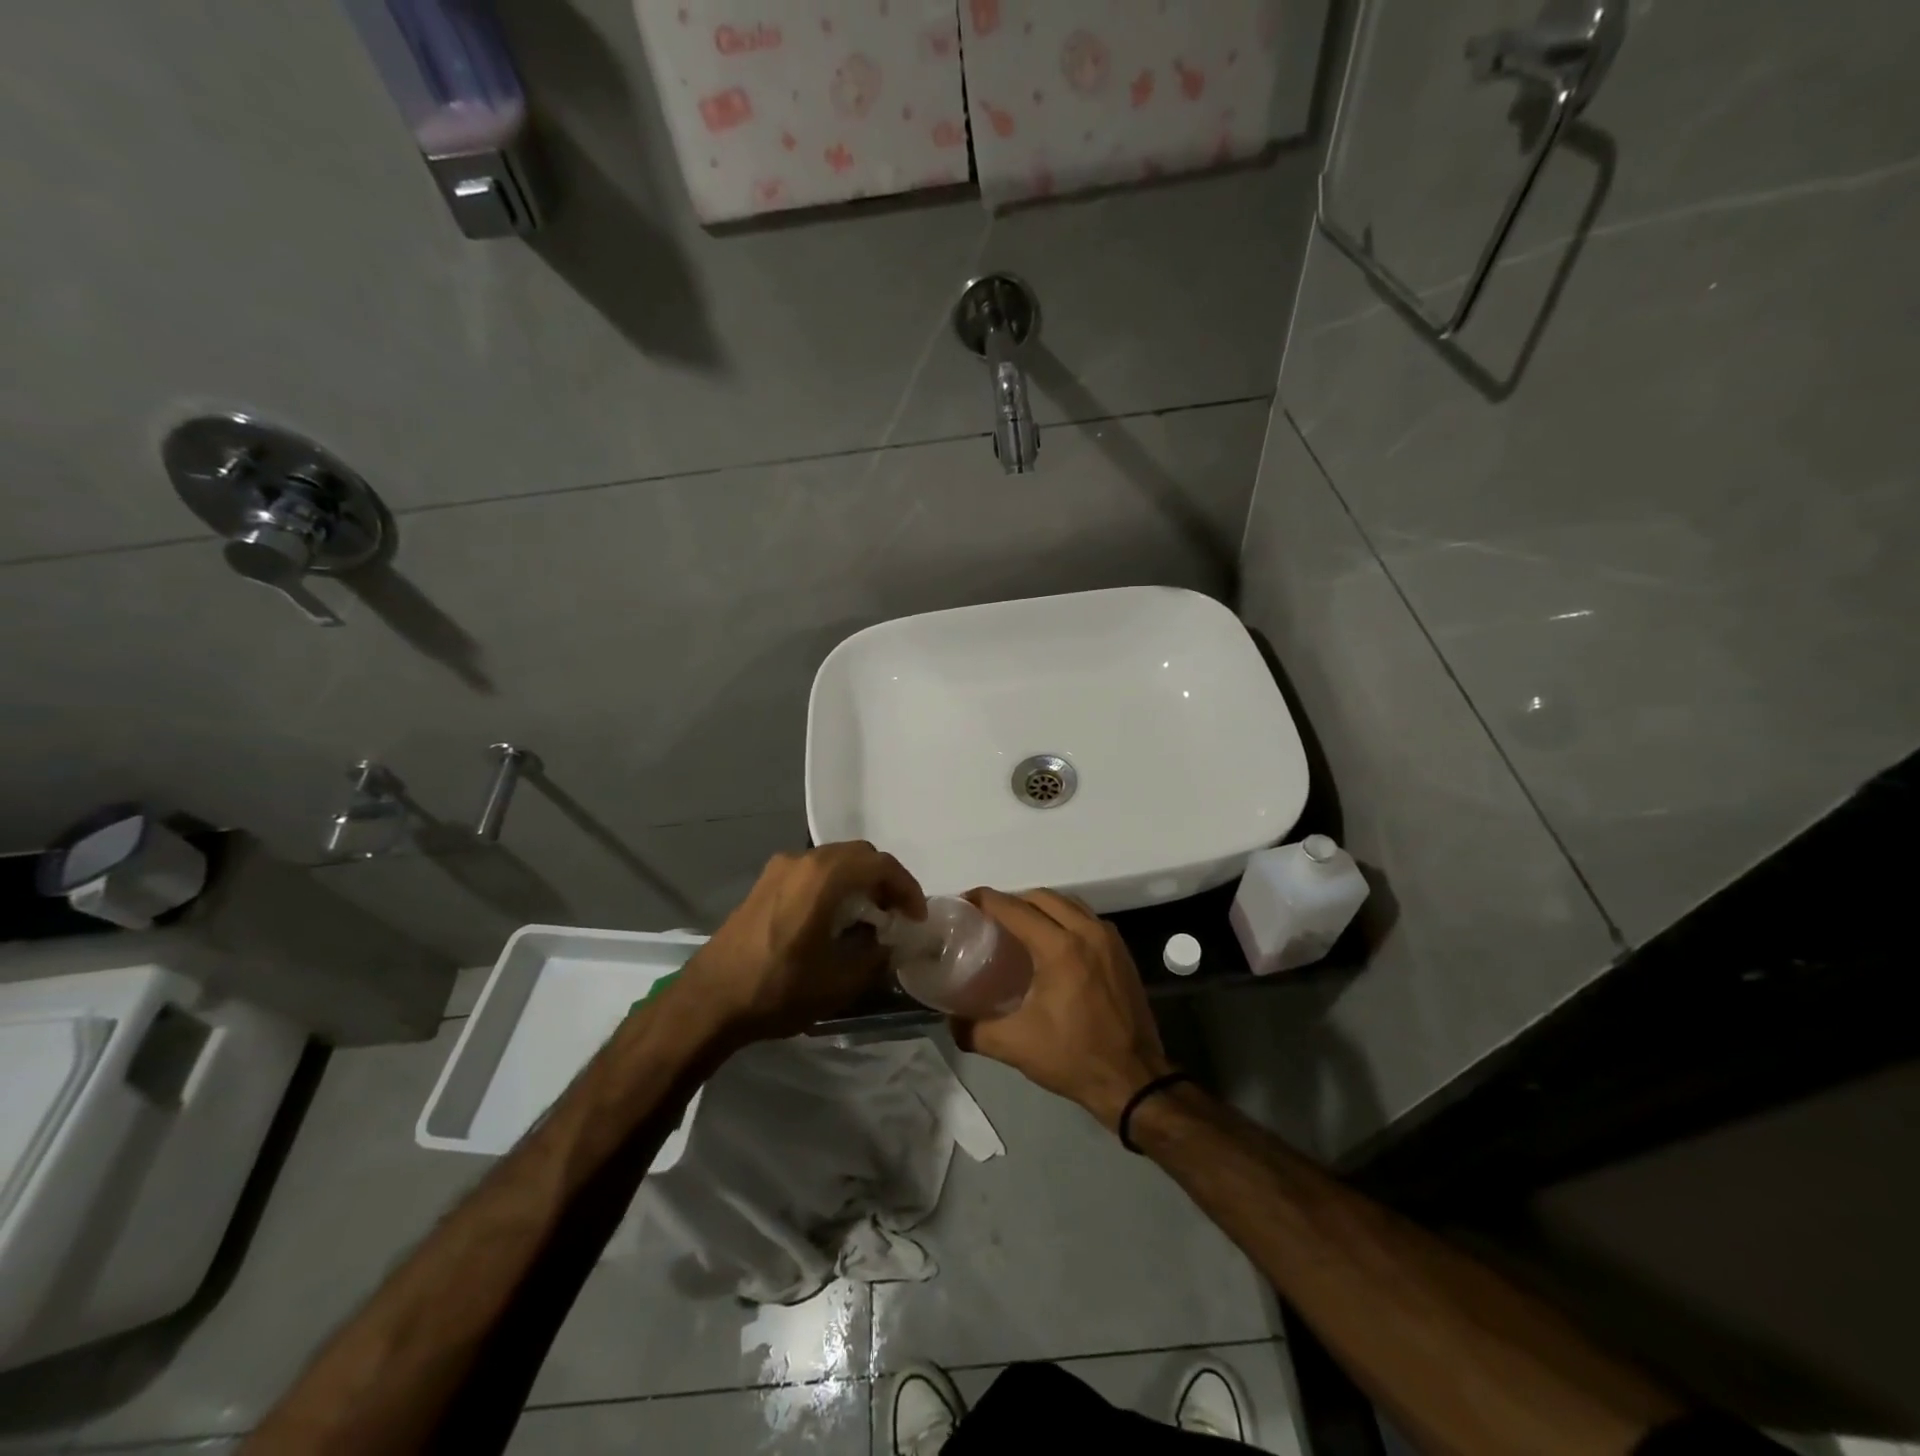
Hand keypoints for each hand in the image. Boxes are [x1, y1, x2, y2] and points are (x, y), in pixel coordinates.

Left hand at [677, 840, 925, 1044]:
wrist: (708, 1001)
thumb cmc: (779, 988)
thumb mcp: (840, 981)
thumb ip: (876, 956)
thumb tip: (889, 943)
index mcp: (824, 876)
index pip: (881, 865)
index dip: (907, 888)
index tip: (916, 918)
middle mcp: (802, 860)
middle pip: (858, 856)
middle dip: (884, 881)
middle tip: (896, 915)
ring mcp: (778, 869)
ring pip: (834, 861)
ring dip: (858, 882)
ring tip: (869, 919)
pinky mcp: (763, 884)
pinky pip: (812, 873)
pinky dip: (834, 886)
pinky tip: (834, 920)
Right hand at [952, 888, 1172, 1130]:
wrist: (1134, 1080)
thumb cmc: (1073, 1058)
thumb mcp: (1015, 1046)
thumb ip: (973, 1030)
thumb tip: (950, 1020)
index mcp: (1060, 947)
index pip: (1014, 908)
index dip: (985, 900)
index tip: (964, 902)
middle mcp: (1087, 932)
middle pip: (1041, 897)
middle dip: (1012, 901)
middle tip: (989, 918)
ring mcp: (1109, 939)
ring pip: (1068, 903)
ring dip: (1040, 907)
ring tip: (1018, 926)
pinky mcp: (1121, 952)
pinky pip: (1086, 918)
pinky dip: (1064, 918)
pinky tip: (1051, 942)